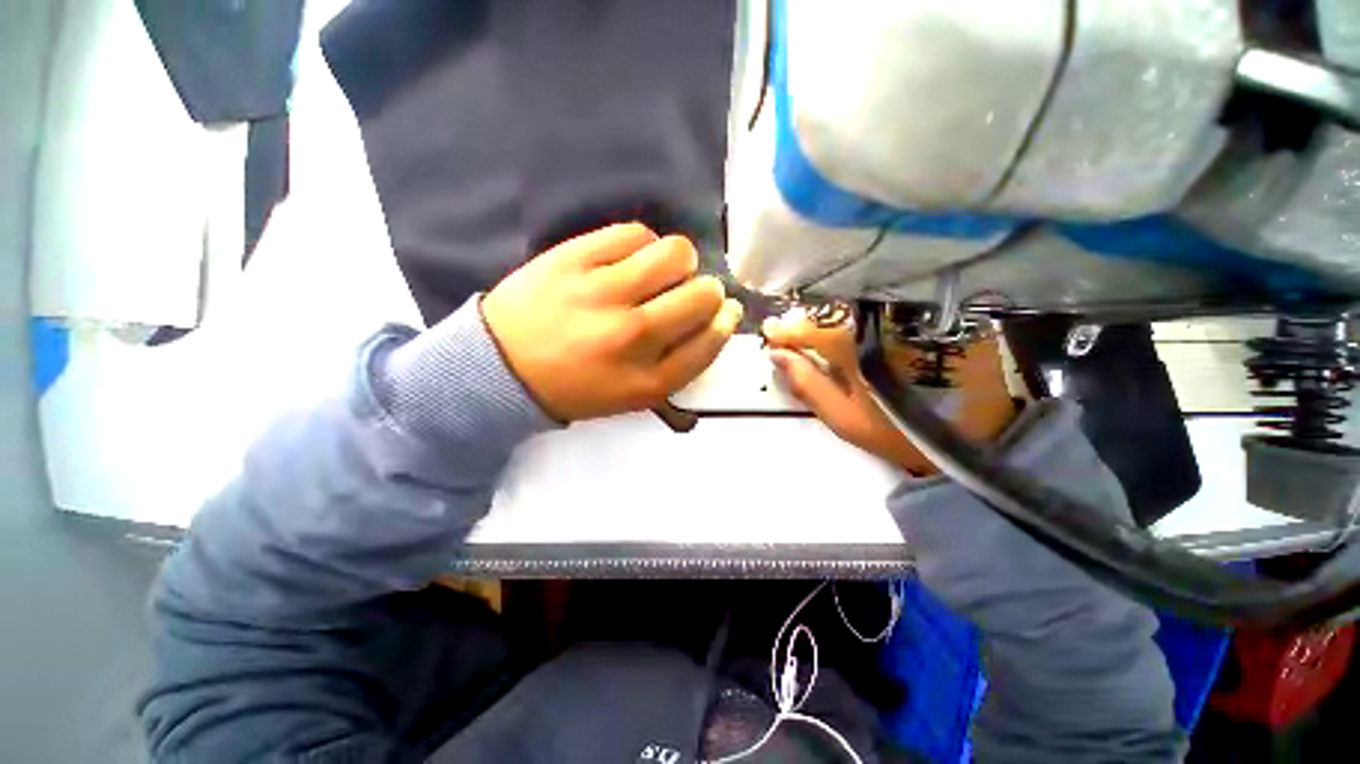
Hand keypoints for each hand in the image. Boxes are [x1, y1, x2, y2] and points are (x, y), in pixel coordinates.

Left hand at [482, 223, 742, 421]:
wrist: (501, 367)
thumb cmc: (575, 385)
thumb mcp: (632, 395)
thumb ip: (677, 365)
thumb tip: (714, 319)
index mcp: (646, 380)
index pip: (709, 342)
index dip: (724, 322)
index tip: (725, 311)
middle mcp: (632, 336)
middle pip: (701, 297)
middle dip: (707, 291)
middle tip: (689, 292)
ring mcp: (602, 293)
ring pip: (675, 254)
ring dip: (681, 261)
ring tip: (662, 270)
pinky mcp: (574, 258)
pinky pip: (634, 233)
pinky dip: (644, 243)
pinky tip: (632, 258)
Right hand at [762, 312, 1015, 473]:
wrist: (978, 434)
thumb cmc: (899, 430)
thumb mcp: (844, 418)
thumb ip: (807, 384)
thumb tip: (777, 356)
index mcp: (853, 345)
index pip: (806, 329)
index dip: (784, 331)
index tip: (769, 334)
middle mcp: (875, 320)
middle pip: (829, 312)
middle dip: (804, 322)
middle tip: (790, 336)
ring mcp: (900, 315)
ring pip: (851, 309)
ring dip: (829, 319)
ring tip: (816, 335)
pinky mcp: (920, 317)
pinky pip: (876, 311)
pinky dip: (855, 319)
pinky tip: (850, 333)